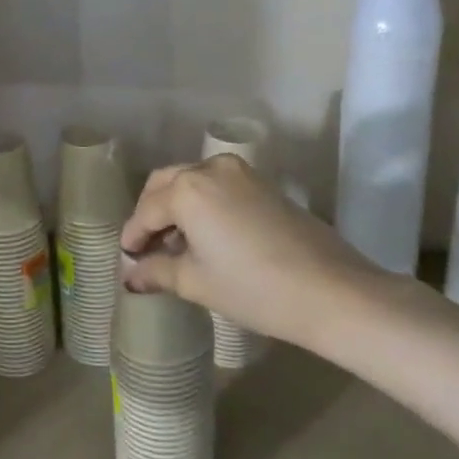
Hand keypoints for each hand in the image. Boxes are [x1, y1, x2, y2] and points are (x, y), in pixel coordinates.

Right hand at [119, 154, 384, 349]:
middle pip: (166, 184)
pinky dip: (202, 203)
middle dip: (151, 213)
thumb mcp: (197, 282)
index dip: (133, 236)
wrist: (331, 290)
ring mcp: (241, 172)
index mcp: (188, 189)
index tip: (127, 259)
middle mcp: (210, 168)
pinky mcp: (263, 183)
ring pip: (192, 180)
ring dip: (176, 206)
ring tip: (175, 244)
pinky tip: (205, 236)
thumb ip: (157, 271)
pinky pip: (217, 185)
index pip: (146, 210)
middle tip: (145, 247)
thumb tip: (130, 275)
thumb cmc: (254, 288)